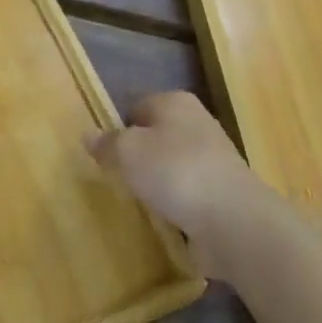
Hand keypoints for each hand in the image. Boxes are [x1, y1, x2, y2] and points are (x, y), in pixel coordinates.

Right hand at [86, 92, 275, 277]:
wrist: (232, 220)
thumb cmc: (175, 172)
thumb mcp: (128, 152)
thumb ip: (107, 143)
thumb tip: (89, 135)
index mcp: (175, 102)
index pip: (137, 106)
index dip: (118, 128)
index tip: (105, 155)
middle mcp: (197, 123)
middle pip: (155, 135)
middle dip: (137, 157)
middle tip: (117, 179)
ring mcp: (213, 158)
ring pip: (171, 164)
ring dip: (156, 182)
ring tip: (139, 202)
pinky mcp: (221, 190)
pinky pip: (187, 192)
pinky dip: (175, 203)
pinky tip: (164, 218)